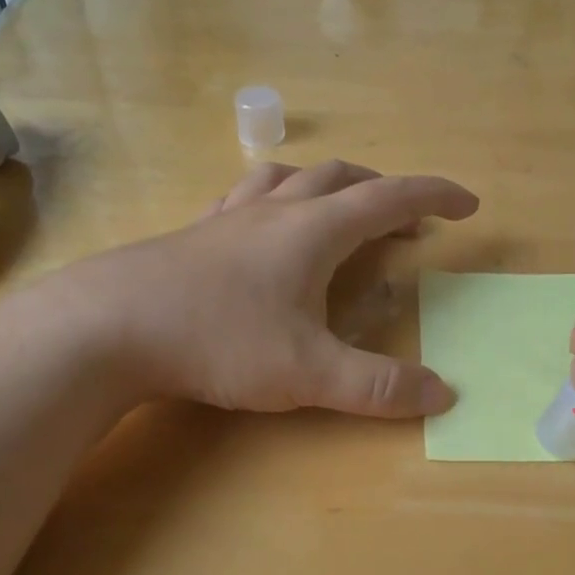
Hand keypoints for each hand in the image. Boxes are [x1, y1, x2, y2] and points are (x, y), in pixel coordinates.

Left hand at [75, 160, 477, 417]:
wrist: (108, 327)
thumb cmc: (219, 340)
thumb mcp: (308, 373)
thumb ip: (378, 387)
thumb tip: (443, 395)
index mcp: (313, 231)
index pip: (390, 199)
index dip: (434, 198)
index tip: (467, 205)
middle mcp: (275, 211)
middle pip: (341, 179)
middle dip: (384, 194)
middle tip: (407, 224)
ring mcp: (228, 219)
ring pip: (289, 179)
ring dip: (328, 187)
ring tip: (339, 210)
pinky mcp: (193, 235)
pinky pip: (244, 199)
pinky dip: (273, 201)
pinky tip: (261, 227)